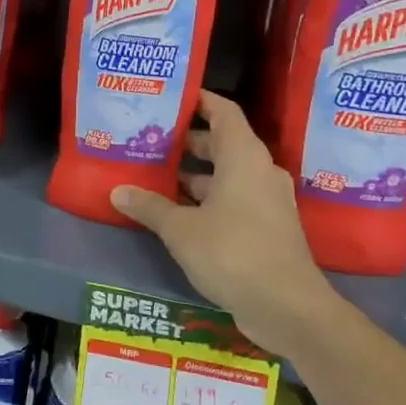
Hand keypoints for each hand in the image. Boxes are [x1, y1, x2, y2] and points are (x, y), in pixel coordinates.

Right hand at [111, 91, 342, 359]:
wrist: (287, 306)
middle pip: (223, 142)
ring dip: (196, 174)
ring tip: (157, 175)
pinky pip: (235, 198)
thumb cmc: (232, 252)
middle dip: (188, 141)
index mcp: (243, 158)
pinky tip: (178, 211)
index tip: (172, 97)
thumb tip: (118, 191)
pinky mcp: (268, 227)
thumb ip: (149, 206)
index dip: (200, 100)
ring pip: (228, 174)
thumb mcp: (180, 229)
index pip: (223, 112)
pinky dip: (208, 198)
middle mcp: (260, 172)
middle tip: (152, 139)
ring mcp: (268, 201)